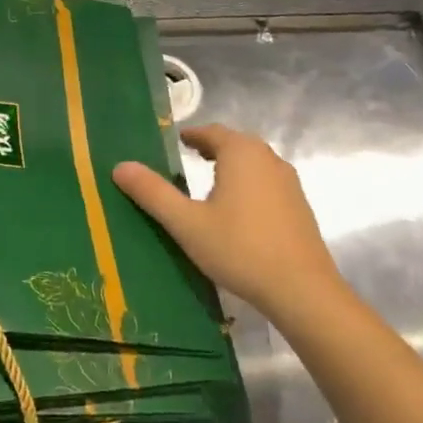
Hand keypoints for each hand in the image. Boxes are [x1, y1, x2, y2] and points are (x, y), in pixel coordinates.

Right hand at [113, 124, 343, 320]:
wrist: (302, 290)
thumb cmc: (239, 249)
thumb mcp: (187, 223)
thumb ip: (153, 193)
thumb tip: (120, 166)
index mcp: (241, 153)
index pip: (211, 132)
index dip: (191, 135)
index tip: (175, 142)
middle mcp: (268, 158)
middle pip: (235, 144)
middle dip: (211, 148)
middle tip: (187, 159)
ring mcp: (289, 182)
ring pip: (254, 163)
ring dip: (231, 166)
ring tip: (209, 183)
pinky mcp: (300, 206)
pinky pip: (267, 183)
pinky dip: (248, 185)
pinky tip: (238, 211)